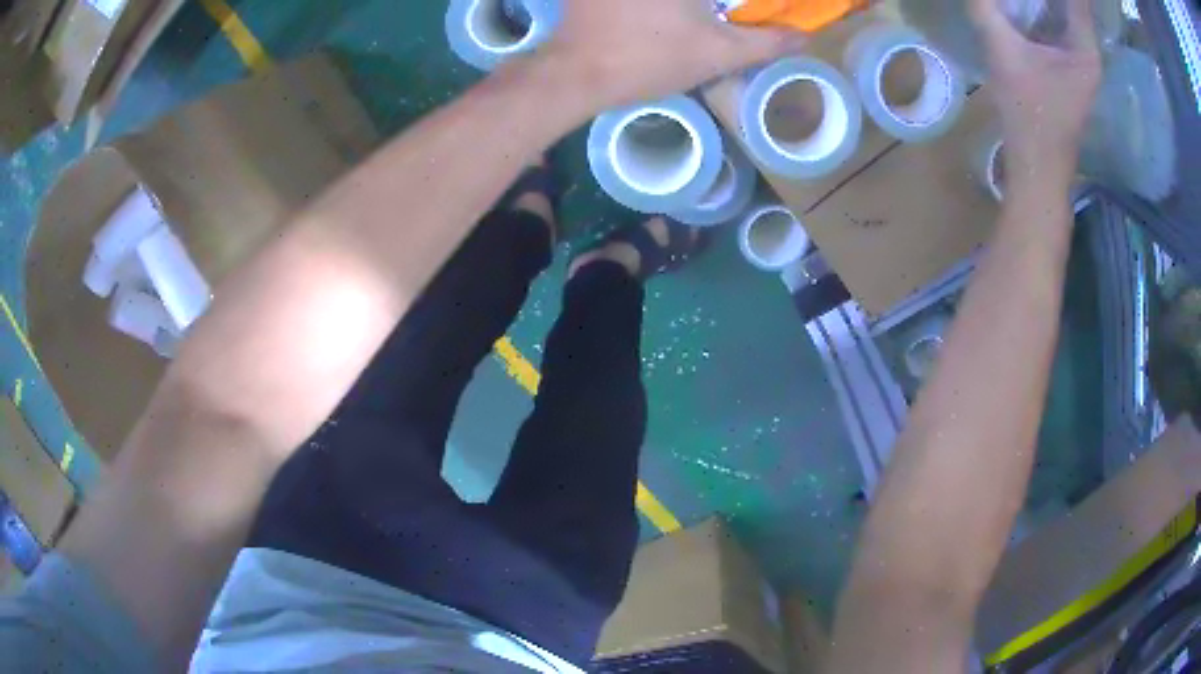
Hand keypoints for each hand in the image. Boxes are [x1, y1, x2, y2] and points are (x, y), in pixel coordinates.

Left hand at [541, 0, 803, 107]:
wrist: (576, 74)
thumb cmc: (649, 59)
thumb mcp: (718, 53)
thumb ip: (766, 42)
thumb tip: (804, 37)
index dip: (732, 7)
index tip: (725, 20)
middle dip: (710, 8)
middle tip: (711, 18)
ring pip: (672, 0)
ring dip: (687, 9)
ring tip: (684, 22)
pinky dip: (654, 6)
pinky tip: (654, 17)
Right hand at [972, 0, 1101, 185]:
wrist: (1038, 165)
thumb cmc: (1029, 115)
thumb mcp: (1003, 53)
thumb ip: (985, 8)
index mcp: (1084, 48)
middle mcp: (1087, 50)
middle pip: (1073, 2)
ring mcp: (1080, 60)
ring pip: (1065, 11)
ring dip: (1046, 0)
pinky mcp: (1068, 66)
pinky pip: (1057, 23)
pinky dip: (1042, 8)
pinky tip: (1024, 5)